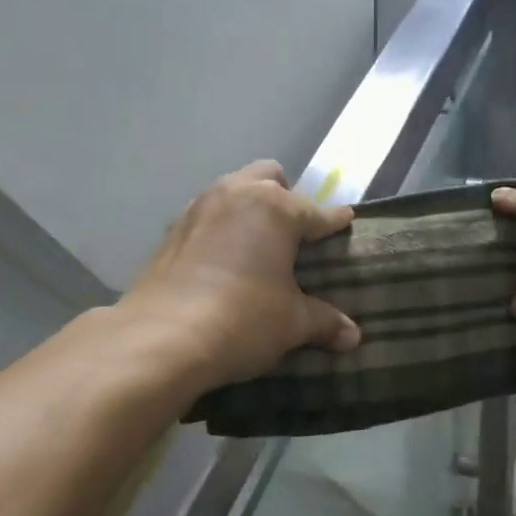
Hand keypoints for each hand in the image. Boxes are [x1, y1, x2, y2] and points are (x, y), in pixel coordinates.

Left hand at [121, 161, 360, 388]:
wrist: (163, 338)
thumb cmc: (244, 319)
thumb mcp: (292, 323)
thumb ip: (324, 322)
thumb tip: (352, 337)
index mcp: (275, 208)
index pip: (316, 212)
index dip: (334, 221)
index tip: (345, 221)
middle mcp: (235, 195)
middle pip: (267, 177)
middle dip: (285, 197)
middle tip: (293, 233)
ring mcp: (197, 209)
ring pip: (231, 191)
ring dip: (247, 209)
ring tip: (256, 244)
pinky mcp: (170, 232)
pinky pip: (205, 218)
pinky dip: (219, 230)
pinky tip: (221, 261)